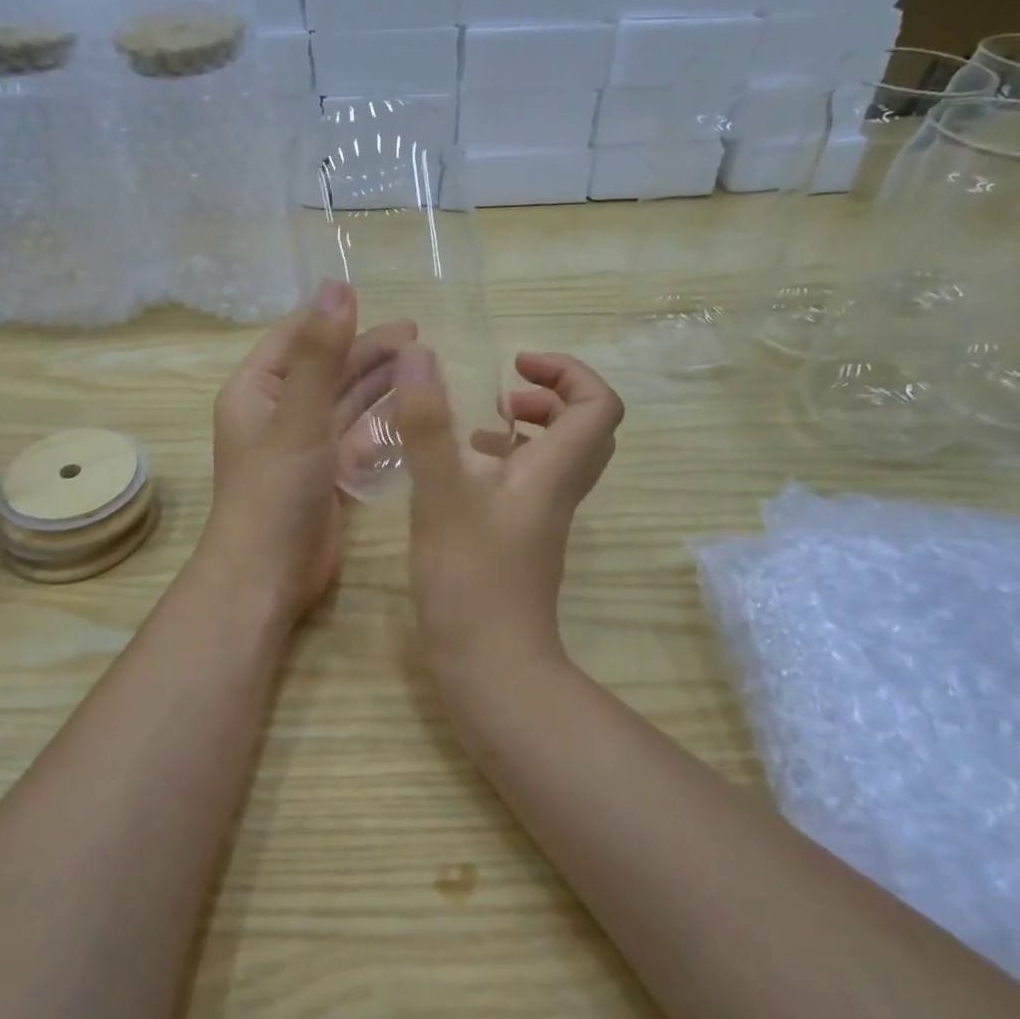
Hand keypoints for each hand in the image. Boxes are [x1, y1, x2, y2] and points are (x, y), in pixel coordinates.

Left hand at [198, 280, 416, 622]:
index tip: (375, 299)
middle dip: (368, 351)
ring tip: (423, 364)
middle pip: (328, 369)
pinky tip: (414, 409)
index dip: (332, 317)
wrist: (269, 574)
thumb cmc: (275, 488)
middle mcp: (279, 412)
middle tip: (417, 336)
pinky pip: (358, 437)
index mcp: (256, 390)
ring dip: (380, 384)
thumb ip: (322, 353)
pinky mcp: (328, 473)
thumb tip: (339, 286)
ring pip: (346, 403)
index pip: (296, 338)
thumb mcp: (299, 414)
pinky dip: (382, 423)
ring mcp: (304, 445)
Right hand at [394, 347, 624, 679]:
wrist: (490, 663)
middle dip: (550, 397)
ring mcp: (541, 519)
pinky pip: (529, 484)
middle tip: (503, 397)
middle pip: (586, 428)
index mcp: (554, 471)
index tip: (516, 367)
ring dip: (527, 430)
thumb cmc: (469, 577)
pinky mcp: (521, 540)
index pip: (599, 405)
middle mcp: (558, 490)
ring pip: (556, 458)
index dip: (568, 372)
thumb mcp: (441, 493)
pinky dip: (505, 463)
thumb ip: (428, 424)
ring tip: (477, 430)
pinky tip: (459, 474)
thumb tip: (420, 355)